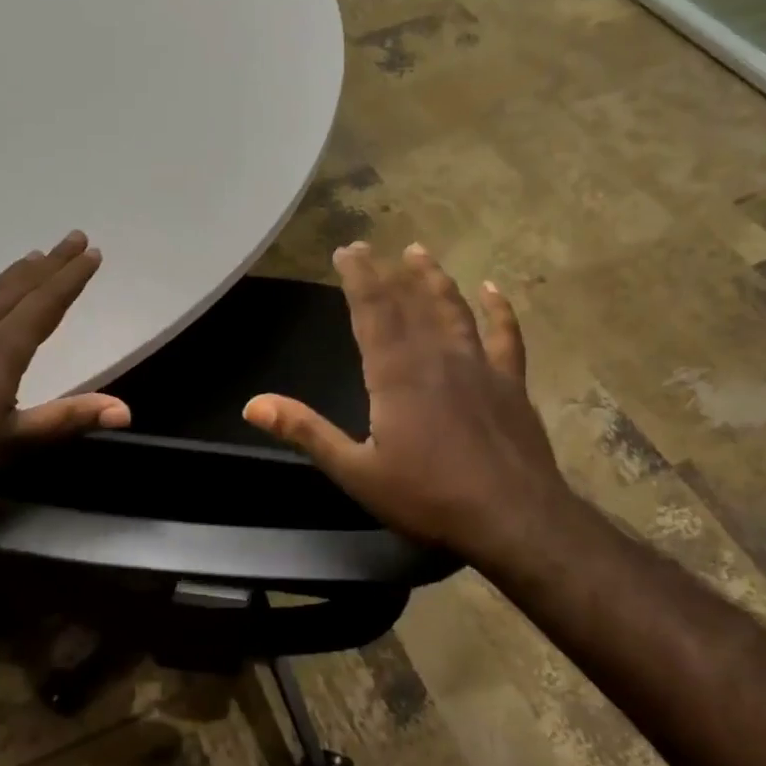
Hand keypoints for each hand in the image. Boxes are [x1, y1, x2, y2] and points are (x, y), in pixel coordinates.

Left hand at [0, 230, 128, 480]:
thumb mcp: (14, 442)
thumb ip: (68, 419)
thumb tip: (126, 410)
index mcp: (3, 351)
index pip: (46, 305)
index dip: (72, 279)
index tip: (92, 253)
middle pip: (19, 289)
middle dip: (50, 264)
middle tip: (73, 238)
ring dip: (11, 275)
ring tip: (31, 256)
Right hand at [243, 242, 575, 571]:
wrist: (512, 518)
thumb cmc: (428, 498)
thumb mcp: (356, 471)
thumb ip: (306, 432)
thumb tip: (252, 404)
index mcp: (396, 374)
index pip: (372, 311)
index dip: (358, 277)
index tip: (346, 250)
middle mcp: (436, 357)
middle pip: (409, 303)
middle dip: (387, 273)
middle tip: (372, 247)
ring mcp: (479, 366)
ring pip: (453, 310)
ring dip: (435, 280)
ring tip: (420, 253)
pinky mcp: (511, 383)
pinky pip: (505, 335)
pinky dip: (499, 310)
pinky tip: (493, 290)